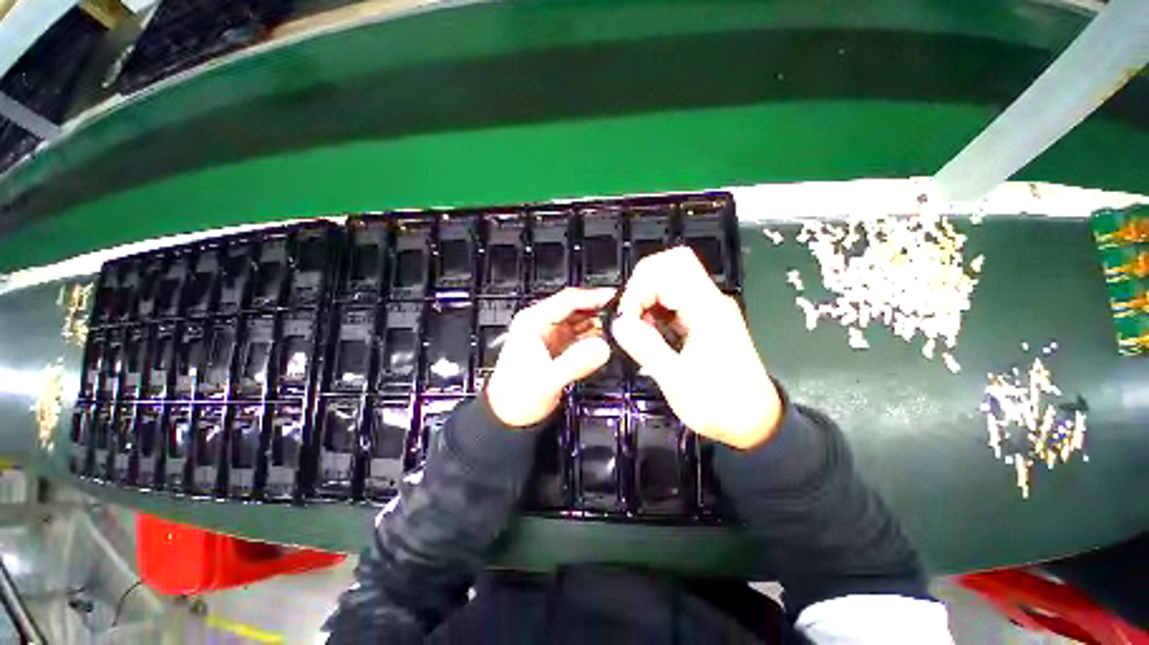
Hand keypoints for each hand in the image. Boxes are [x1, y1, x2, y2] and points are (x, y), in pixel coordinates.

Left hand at [485, 288, 615, 427]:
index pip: (568, 300)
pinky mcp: (557, 346)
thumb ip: (575, 363)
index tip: (615, 298)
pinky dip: (593, 335)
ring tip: (618, 326)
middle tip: (622, 312)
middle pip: (575, 307)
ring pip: (579, 320)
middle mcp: (541, 323)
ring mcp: (550, 334)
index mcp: (533, 321)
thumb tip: (603, 347)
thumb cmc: (517, 397)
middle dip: (598, 308)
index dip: (593, 297)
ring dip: (597, 322)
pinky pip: (579, 334)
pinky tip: (605, 340)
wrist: (508, 416)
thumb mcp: (547, 380)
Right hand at [611, 247, 781, 449]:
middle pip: (670, 263)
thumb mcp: (677, 381)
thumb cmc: (719, 404)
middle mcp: (710, 300)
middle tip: (632, 318)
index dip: (640, 289)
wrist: (753, 422)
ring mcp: (708, 307)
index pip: (668, 269)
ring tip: (640, 329)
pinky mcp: (703, 318)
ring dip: (647, 297)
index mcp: (707, 310)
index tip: (628, 321)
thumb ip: (645, 347)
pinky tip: (651, 332)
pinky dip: (655, 308)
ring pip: (670, 278)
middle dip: (642, 286)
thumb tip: (618, 322)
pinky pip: (673, 298)